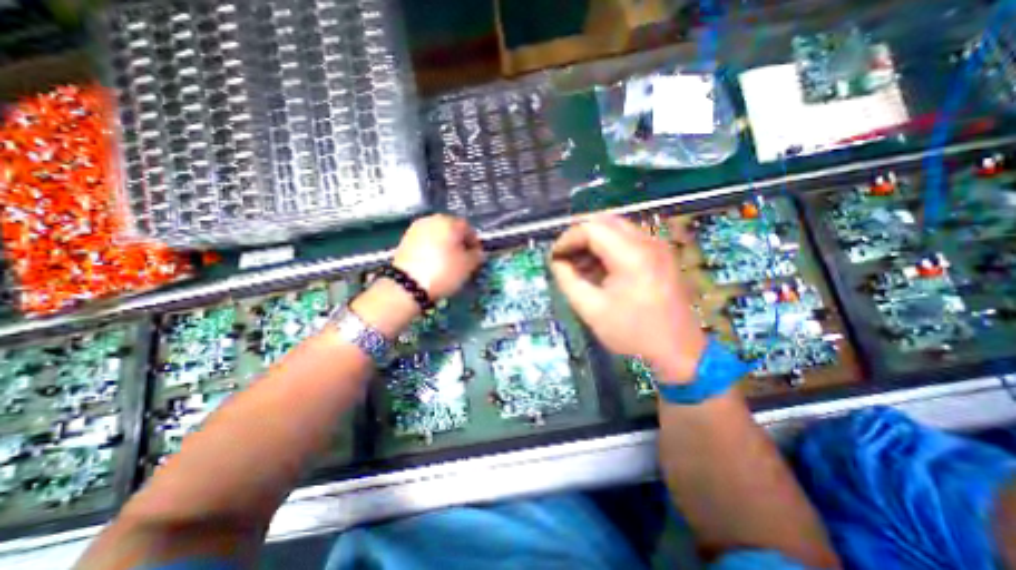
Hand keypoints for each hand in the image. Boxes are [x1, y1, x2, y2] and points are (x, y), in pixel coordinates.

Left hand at [391, 215, 483, 299]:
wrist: (407, 285)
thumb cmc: (443, 271)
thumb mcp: (468, 266)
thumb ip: (477, 256)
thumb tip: (477, 252)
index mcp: (449, 222)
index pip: (468, 228)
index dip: (475, 243)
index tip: (477, 256)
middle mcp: (432, 220)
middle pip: (451, 229)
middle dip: (459, 243)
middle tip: (464, 259)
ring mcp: (416, 229)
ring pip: (437, 236)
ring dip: (445, 246)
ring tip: (449, 263)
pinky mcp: (405, 240)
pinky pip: (425, 243)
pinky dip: (432, 250)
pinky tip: (434, 264)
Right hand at [548, 214, 708, 382]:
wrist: (679, 351)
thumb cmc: (633, 332)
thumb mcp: (591, 309)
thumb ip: (568, 280)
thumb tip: (557, 262)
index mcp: (631, 255)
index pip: (591, 228)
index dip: (567, 239)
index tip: (555, 257)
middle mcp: (647, 242)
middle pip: (604, 221)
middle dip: (579, 236)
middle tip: (565, 257)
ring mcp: (657, 246)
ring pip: (615, 228)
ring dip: (593, 241)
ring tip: (579, 264)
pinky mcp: (660, 254)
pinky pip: (627, 239)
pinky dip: (608, 247)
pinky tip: (599, 267)